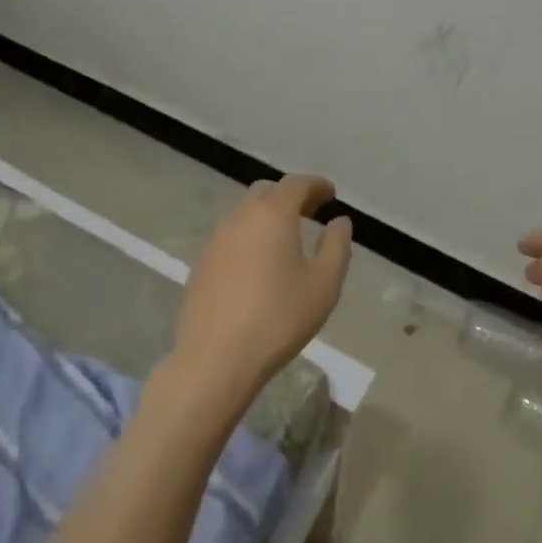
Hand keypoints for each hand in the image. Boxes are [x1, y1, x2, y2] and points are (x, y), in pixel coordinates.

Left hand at [172, 175, 353, 415]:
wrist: (215, 358)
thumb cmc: (278, 319)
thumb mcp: (323, 285)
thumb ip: (337, 247)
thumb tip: (339, 222)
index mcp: (272, 214)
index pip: (296, 183)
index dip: (316, 185)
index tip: (331, 194)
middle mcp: (240, 217)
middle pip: (267, 192)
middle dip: (291, 197)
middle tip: (311, 213)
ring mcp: (216, 239)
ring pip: (245, 212)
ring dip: (268, 215)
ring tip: (287, 238)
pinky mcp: (202, 262)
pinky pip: (231, 235)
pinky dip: (250, 235)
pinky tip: (259, 263)